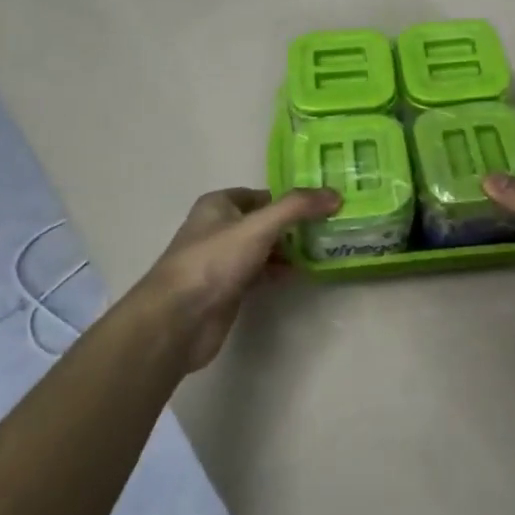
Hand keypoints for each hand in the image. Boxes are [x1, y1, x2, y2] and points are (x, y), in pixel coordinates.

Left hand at [133, 186, 339, 371]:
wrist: (178, 320)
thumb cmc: (214, 262)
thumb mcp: (258, 227)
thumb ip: (296, 208)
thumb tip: (335, 194)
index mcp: (218, 205)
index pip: (262, 194)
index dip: (290, 198)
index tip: (324, 204)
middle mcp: (219, 228)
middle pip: (264, 221)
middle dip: (294, 225)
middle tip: (330, 228)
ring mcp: (222, 261)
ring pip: (263, 248)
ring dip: (289, 250)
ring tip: (324, 250)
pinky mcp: (228, 289)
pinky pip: (260, 273)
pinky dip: (279, 272)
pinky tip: (302, 274)